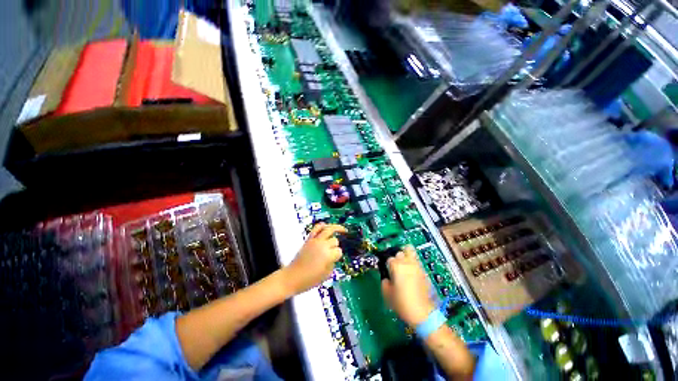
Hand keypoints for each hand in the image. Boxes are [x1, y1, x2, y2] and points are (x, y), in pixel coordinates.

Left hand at [283, 223, 346, 294]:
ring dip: (336, 228)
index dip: (338, 255)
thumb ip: (332, 263)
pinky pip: (316, 228)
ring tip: (342, 229)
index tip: (335, 259)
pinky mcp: (309, 239)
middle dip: (335, 246)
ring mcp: (315, 241)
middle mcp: (322, 245)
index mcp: (328, 255)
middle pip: (335, 240)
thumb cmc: (309, 280)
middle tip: (333, 251)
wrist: (292, 277)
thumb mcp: (326, 275)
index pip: (339, 251)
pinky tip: (327, 226)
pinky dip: (322, 225)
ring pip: (329, 230)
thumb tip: (334, 257)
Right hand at [381, 246, 435, 325]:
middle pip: (400, 252)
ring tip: (404, 265)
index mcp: (397, 266)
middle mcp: (407, 263)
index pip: (389, 259)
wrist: (423, 313)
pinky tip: (412, 273)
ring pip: (411, 252)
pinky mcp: (424, 272)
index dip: (387, 265)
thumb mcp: (387, 294)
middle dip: (397, 257)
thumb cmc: (402, 303)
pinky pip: (417, 261)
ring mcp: (417, 266)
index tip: (388, 271)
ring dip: (406, 256)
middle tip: (395, 266)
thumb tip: (386, 279)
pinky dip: (413, 263)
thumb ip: (384, 282)